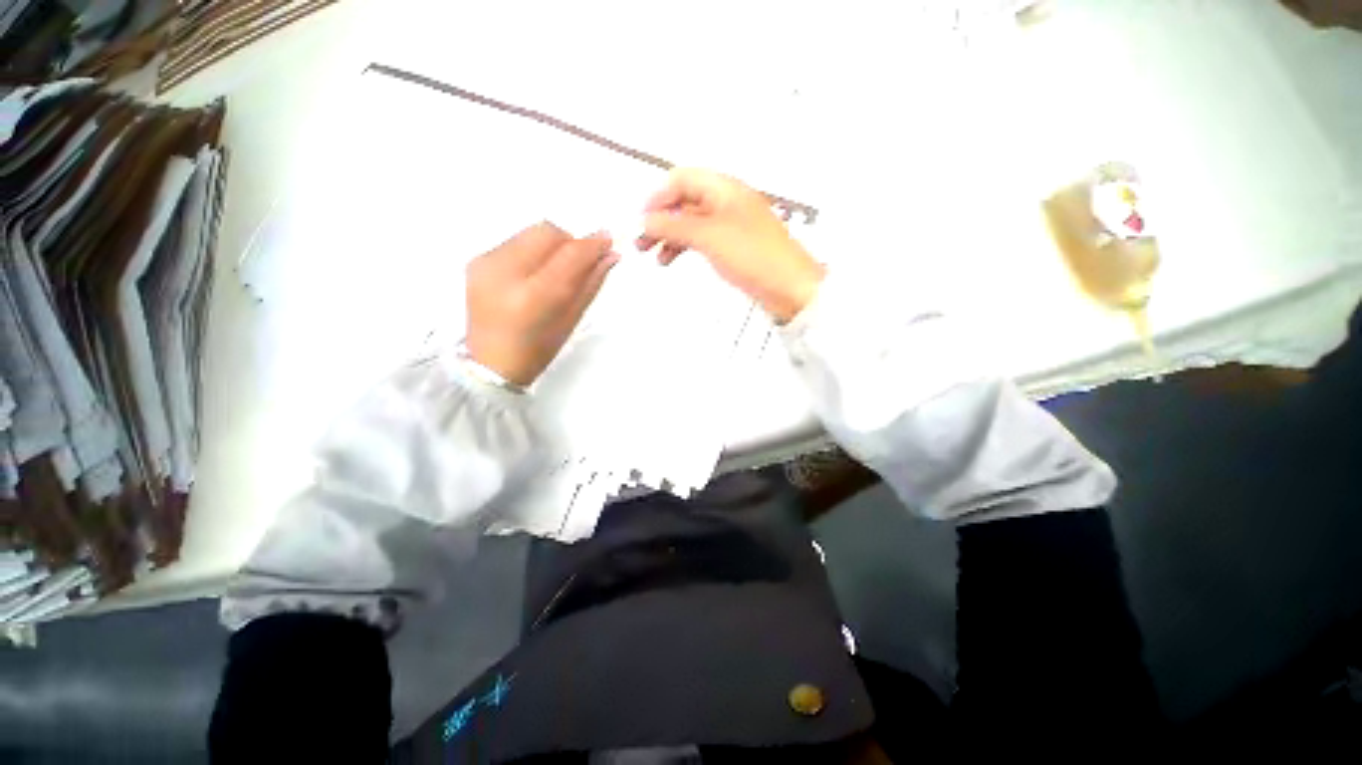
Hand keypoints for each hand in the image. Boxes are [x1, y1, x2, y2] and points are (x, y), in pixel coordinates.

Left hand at [465, 222, 617, 385]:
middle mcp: (506, 272)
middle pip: (547, 231)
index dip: (592, 244)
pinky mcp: (476, 261)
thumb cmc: (538, 350)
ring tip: (553, 271)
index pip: (570, 255)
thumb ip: (591, 283)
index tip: (608, 240)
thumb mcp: (571, 320)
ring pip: (530, 233)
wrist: (490, 364)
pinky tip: (531, 275)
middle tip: (579, 262)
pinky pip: (514, 242)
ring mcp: (487, 263)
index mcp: (534, 296)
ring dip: (551, 246)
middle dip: (569, 241)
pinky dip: (532, 251)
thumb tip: (611, 255)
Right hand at [636, 168, 824, 322]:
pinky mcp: (733, 246)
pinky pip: (701, 239)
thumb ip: (674, 225)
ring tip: (653, 252)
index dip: (658, 197)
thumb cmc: (758, 257)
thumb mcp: (709, 236)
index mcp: (725, 188)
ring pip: (691, 222)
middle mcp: (727, 202)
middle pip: (684, 201)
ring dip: (669, 234)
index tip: (642, 218)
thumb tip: (647, 220)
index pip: (681, 179)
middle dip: (660, 218)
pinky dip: (684, 246)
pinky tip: (673, 258)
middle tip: (642, 239)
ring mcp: (730, 225)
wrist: (788, 287)